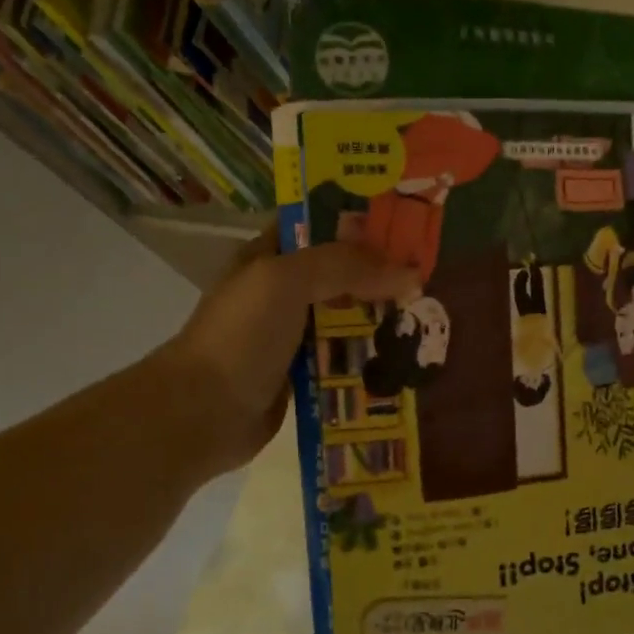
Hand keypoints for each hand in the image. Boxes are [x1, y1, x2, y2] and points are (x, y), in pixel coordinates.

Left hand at [164, 225, 417, 472]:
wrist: (204, 412)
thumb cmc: (241, 335)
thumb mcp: (287, 281)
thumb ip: (345, 267)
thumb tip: (410, 273)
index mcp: (267, 256)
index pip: (317, 225)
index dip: (358, 221)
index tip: (406, 225)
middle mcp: (280, 292)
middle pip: (339, 274)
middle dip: (380, 275)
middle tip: (429, 277)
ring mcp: (290, 336)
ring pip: (345, 319)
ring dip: (379, 319)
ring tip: (429, 318)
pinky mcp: (302, 376)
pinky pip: (343, 360)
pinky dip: (369, 359)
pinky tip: (404, 360)